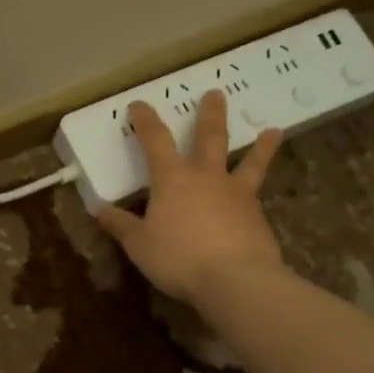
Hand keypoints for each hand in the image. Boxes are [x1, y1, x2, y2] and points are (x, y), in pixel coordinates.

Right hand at [97, 90, 285, 305]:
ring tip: (273, 131)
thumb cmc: (178, 258)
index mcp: (172, 179)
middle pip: (209, 137)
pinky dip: (258, 190)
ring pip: (249, 162)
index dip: (145, 121)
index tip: (139, 105)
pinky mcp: (257, 216)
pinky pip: (257, 194)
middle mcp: (206, 177)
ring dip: (260, 146)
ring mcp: (236, 194)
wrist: (235, 279)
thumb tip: (100, 211)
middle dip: (210, 114)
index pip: (155, 140)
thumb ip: (121, 226)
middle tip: (216, 94)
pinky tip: (258, 198)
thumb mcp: (139, 245)